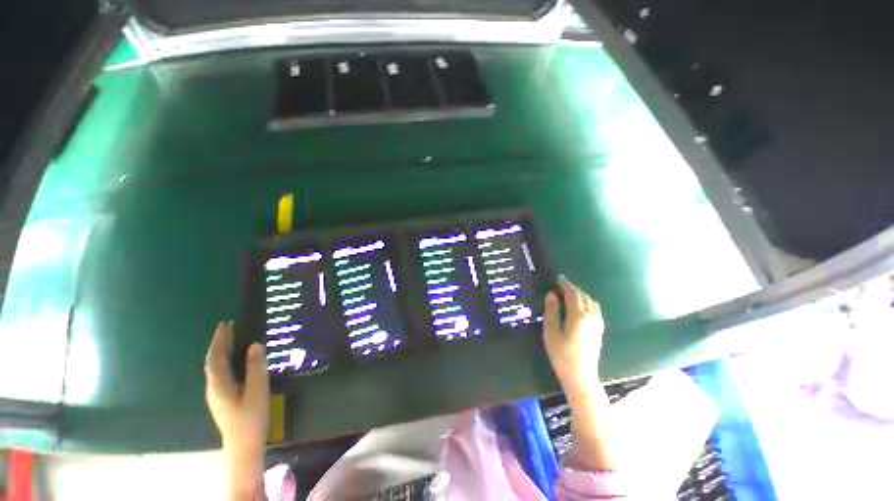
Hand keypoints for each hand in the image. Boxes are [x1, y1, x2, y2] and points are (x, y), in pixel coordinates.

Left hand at [205, 322, 268, 499]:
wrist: (243, 444)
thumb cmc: (251, 417)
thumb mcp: (257, 390)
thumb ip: (255, 367)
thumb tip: (255, 345)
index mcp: (219, 384)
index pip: (216, 357)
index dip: (220, 340)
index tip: (226, 324)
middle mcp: (214, 387)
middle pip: (214, 362)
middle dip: (220, 344)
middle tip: (230, 327)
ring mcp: (217, 394)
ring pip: (216, 368)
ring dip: (222, 352)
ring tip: (234, 340)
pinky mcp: (223, 399)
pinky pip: (222, 374)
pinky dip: (226, 362)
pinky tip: (235, 361)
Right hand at [543, 276, 605, 398]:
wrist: (580, 376)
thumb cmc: (561, 354)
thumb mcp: (551, 332)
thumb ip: (551, 311)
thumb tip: (552, 294)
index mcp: (578, 316)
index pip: (573, 294)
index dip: (565, 284)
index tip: (558, 278)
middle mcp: (591, 316)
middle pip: (583, 296)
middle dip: (573, 288)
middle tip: (561, 285)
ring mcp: (597, 323)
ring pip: (591, 302)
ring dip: (581, 294)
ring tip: (569, 293)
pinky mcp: (599, 330)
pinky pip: (595, 309)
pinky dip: (587, 302)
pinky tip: (580, 306)